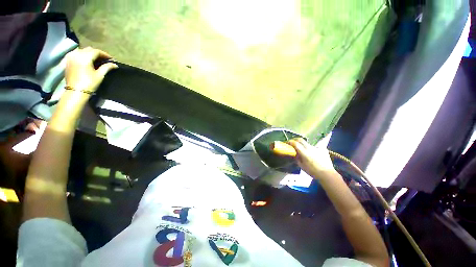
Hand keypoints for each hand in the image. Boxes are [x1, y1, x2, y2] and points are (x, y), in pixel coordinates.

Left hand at [65, 47, 117, 92]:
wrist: (76, 91)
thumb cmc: (89, 83)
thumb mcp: (100, 75)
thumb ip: (107, 67)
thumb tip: (115, 64)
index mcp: (85, 57)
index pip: (97, 51)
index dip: (105, 54)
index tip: (111, 59)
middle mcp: (77, 54)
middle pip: (89, 49)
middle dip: (97, 53)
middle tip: (104, 59)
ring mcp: (70, 57)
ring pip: (82, 51)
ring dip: (89, 53)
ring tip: (95, 59)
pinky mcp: (67, 61)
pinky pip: (75, 54)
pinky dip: (82, 55)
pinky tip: (86, 60)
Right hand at [287, 135, 335, 177]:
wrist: (327, 174)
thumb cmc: (312, 171)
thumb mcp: (301, 166)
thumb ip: (297, 158)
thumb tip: (294, 153)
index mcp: (304, 152)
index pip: (295, 143)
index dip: (290, 142)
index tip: (287, 143)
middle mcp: (310, 148)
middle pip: (301, 140)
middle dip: (295, 140)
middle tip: (292, 143)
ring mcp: (317, 148)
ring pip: (307, 144)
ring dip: (303, 145)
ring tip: (303, 151)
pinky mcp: (322, 149)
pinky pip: (314, 147)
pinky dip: (311, 149)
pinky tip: (313, 154)